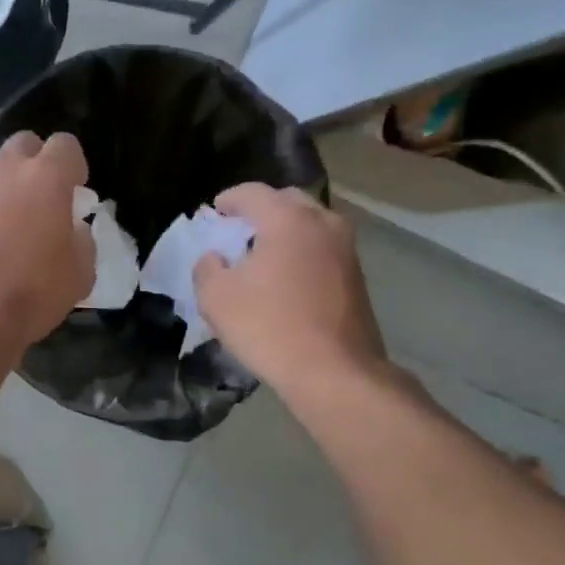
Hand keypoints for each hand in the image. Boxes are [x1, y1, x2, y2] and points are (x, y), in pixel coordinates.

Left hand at [0, 131, 95, 352]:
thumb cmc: (33, 290)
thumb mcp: (81, 272)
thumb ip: (82, 240)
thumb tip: (73, 229)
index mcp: (47, 176)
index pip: (66, 144)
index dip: (74, 165)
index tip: (77, 189)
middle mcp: (7, 170)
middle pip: (25, 143)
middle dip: (37, 160)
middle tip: (45, 194)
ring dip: (8, 181)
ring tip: (15, 215)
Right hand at [193, 183, 387, 394]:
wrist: (335, 372)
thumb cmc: (269, 327)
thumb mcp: (216, 298)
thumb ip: (207, 268)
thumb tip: (214, 258)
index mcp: (287, 219)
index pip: (252, 192)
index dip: (229, 199)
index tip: (214, 212)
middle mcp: (322, 223)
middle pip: (287, 200)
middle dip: (261, 209)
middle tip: (239, 229)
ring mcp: (346, 249)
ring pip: (310, 224)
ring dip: (286, 230)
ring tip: (263, 252)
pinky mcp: (357, 276)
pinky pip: (323, 248)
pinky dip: (303, 250)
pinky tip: (287, 276)